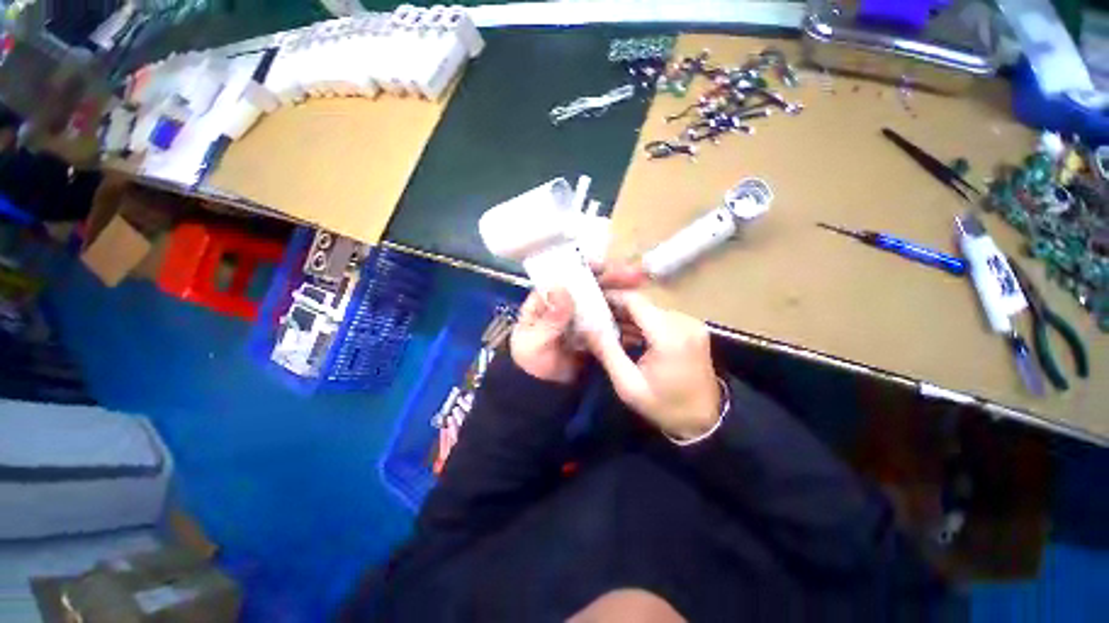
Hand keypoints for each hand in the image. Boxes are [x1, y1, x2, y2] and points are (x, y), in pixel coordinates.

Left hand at [508, 259, 648, 383]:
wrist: (541, 392)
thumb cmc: (530, 363)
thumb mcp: (534, 342)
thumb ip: (550, 319)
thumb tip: (562, 288)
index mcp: (546, 301)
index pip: (566, 277)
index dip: (585, 268)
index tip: (605, 266)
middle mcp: (566, 305)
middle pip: (590, 287)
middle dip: (613, 280)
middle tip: (636, 277)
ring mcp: (581, 319)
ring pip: (603, 304)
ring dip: (624, 299)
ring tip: (644, 298)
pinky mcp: (593, 334)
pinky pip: (609, 323)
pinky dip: (624, 321)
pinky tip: (639, 322)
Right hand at [585, 292, 721, 439]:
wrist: (706, 420)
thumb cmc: (664, 406)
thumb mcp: (628, 385)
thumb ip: (607, 352)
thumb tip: (586, 327)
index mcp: (669, 336)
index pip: (636, 301)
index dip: (612, 298)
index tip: (591, 302)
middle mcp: (683, 322)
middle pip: (643, 304)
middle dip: (618, 309)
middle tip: (595, 319)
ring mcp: (691, 324)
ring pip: (651, 310)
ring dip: (630, 317)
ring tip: (608, 327)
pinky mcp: (693, 328)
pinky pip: (661, 318)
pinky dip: (643, 323)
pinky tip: (629, 335)